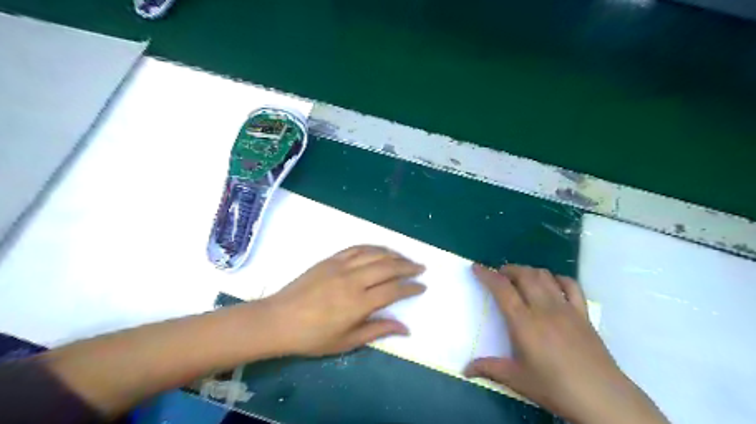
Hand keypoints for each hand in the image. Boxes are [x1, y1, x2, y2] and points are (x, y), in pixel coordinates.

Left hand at [260, 246, 423, 357]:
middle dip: (408, 266)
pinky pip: (357, 248)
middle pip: (388, 267)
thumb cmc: (312, 337)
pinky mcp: (330, 259)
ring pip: (374, 254)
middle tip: (421, 267)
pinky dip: (372, 247)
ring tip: (405, 258)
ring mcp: (341, 266)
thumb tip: (405, 329)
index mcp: (359, 303)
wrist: (278, 320)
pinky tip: (380, 250)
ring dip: (393, 254)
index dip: (410, 287)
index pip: (393, 290)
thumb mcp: (346, 342)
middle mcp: (353, 280)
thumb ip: (377, 330)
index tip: (422, 286)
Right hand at [461, 264, 665, 421]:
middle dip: (508, 269)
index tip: (477, 267)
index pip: (502, 289)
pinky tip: (552, 284)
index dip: (487, 275)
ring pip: (545, 276)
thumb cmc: (555, 387)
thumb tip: (465, 370)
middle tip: (499, 275)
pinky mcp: (583, 313)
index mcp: (524, 322)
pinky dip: (558, 278)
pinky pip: (571, 285)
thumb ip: (489, 369)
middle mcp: (544, 308)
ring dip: (529, 271)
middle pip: (524, 275)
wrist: (602, 397)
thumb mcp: (517, 380)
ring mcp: (566, 308)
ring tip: (521, 277)